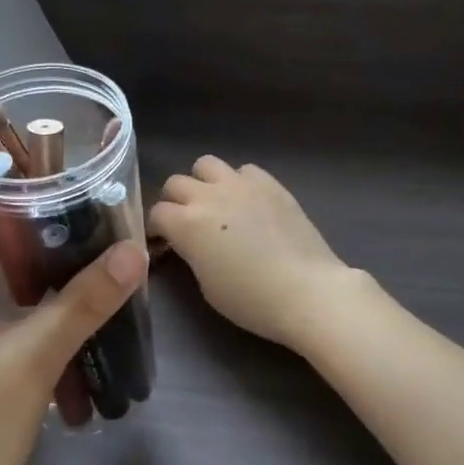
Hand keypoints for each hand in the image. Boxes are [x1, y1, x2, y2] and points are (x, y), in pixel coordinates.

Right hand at [148, 157, 359, 349]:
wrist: (307, 291)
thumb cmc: (251, 299)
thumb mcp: (206, 284)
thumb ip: (191, 253)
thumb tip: (190, 244)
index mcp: (186, 223)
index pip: (157, 213)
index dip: (156, 228)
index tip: (163, 242)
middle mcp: (208, 195)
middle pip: (176, 183)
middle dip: (174, 201)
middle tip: (186, 222)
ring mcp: (241, 184)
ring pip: (207, 164)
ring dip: (204, 182)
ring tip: (215, 203)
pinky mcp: (271, 183)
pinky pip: (244, 170)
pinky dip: (239, 182)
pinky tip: (248, 202)